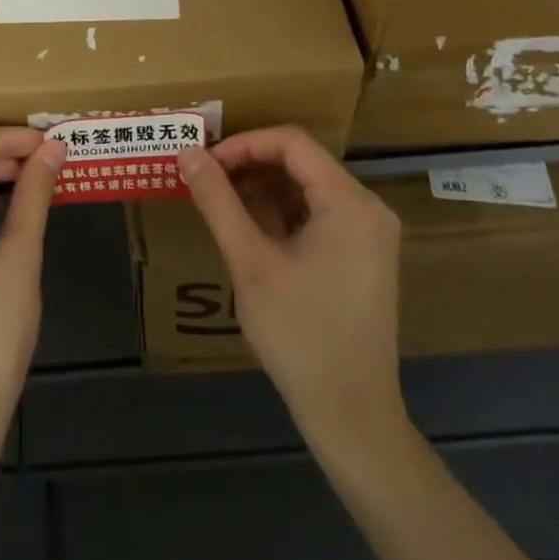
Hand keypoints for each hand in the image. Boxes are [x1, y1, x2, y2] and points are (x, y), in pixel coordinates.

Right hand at [177, 126, 406, 454]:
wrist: (352, 416)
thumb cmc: (300, 336)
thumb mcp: (250, 263)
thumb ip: (218, 202)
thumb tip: (188, 153)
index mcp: (350, 203)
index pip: (291, 143)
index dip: (244, 144)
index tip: (206, 164)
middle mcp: (368, 208)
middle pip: (302, 161)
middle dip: (250, 164)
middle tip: (207, 180)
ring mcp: (369, 233)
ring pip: (307, 186)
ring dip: (263, 187)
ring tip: (221, 202)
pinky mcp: (363, 254)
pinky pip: (318, 212)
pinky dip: (282, 210)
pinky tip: (250, 228)